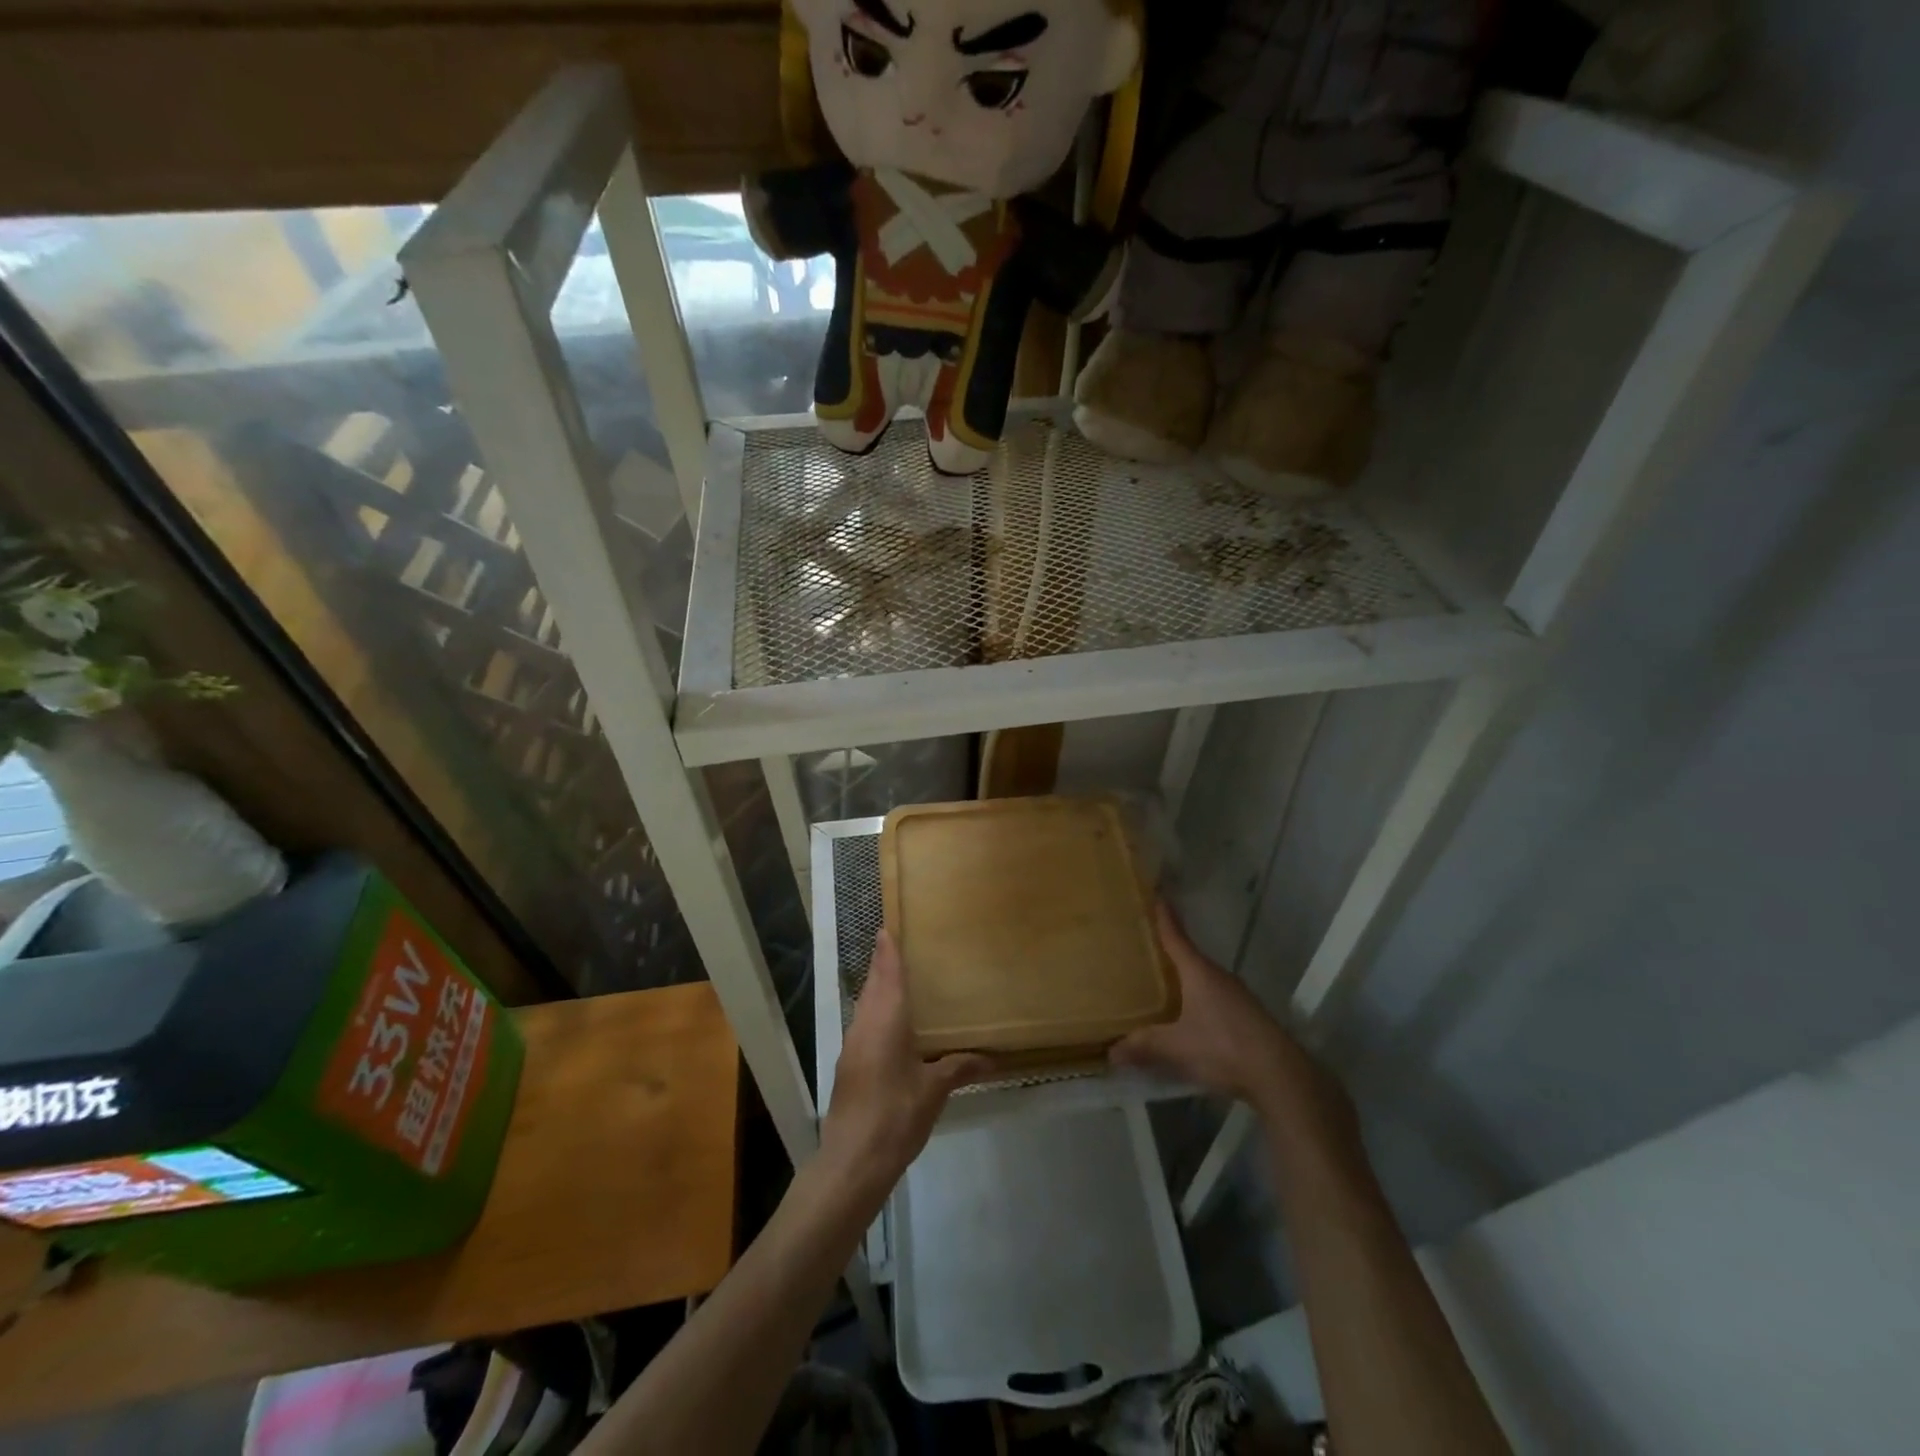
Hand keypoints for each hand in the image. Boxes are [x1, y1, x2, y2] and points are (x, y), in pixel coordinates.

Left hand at [819, 930, 991, 1197]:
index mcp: (886, 1019)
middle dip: (883, 967)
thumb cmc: (897, 1113)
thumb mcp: (935, 1090)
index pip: (886, 974)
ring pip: (865, 1006)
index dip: (887, 950)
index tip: (887, 928)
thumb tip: (992, 1060)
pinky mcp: (849, 1066)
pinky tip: (893, 1029)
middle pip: (872, 986)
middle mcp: (865, 1024)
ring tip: (901, 984)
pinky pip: (864, 1026)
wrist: (853, 1159)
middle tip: (902, 950)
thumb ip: (960, 1068)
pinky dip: (876, 1015)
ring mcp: (853, 1046)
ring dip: (878, 991)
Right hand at [1111, 905, 1337, 1117]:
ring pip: (1203, 978)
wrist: (1280, 1076)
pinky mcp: (1246, 1015)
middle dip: (1169, 950)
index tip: (1157, 896)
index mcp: (1199, 972)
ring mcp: (1236, 996)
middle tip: (1145, 945)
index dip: (1165, 918)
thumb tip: (1110, 1052)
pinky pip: (1214, 997)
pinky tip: (1188, 1014)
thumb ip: (1144, 1045)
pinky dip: (1197, 998)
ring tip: (1162, 980)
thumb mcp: (1176, 1047)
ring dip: (1184, 977)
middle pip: (1189, 957)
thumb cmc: (1224, 1047)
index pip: (1176, 937)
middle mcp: (1218, 976)